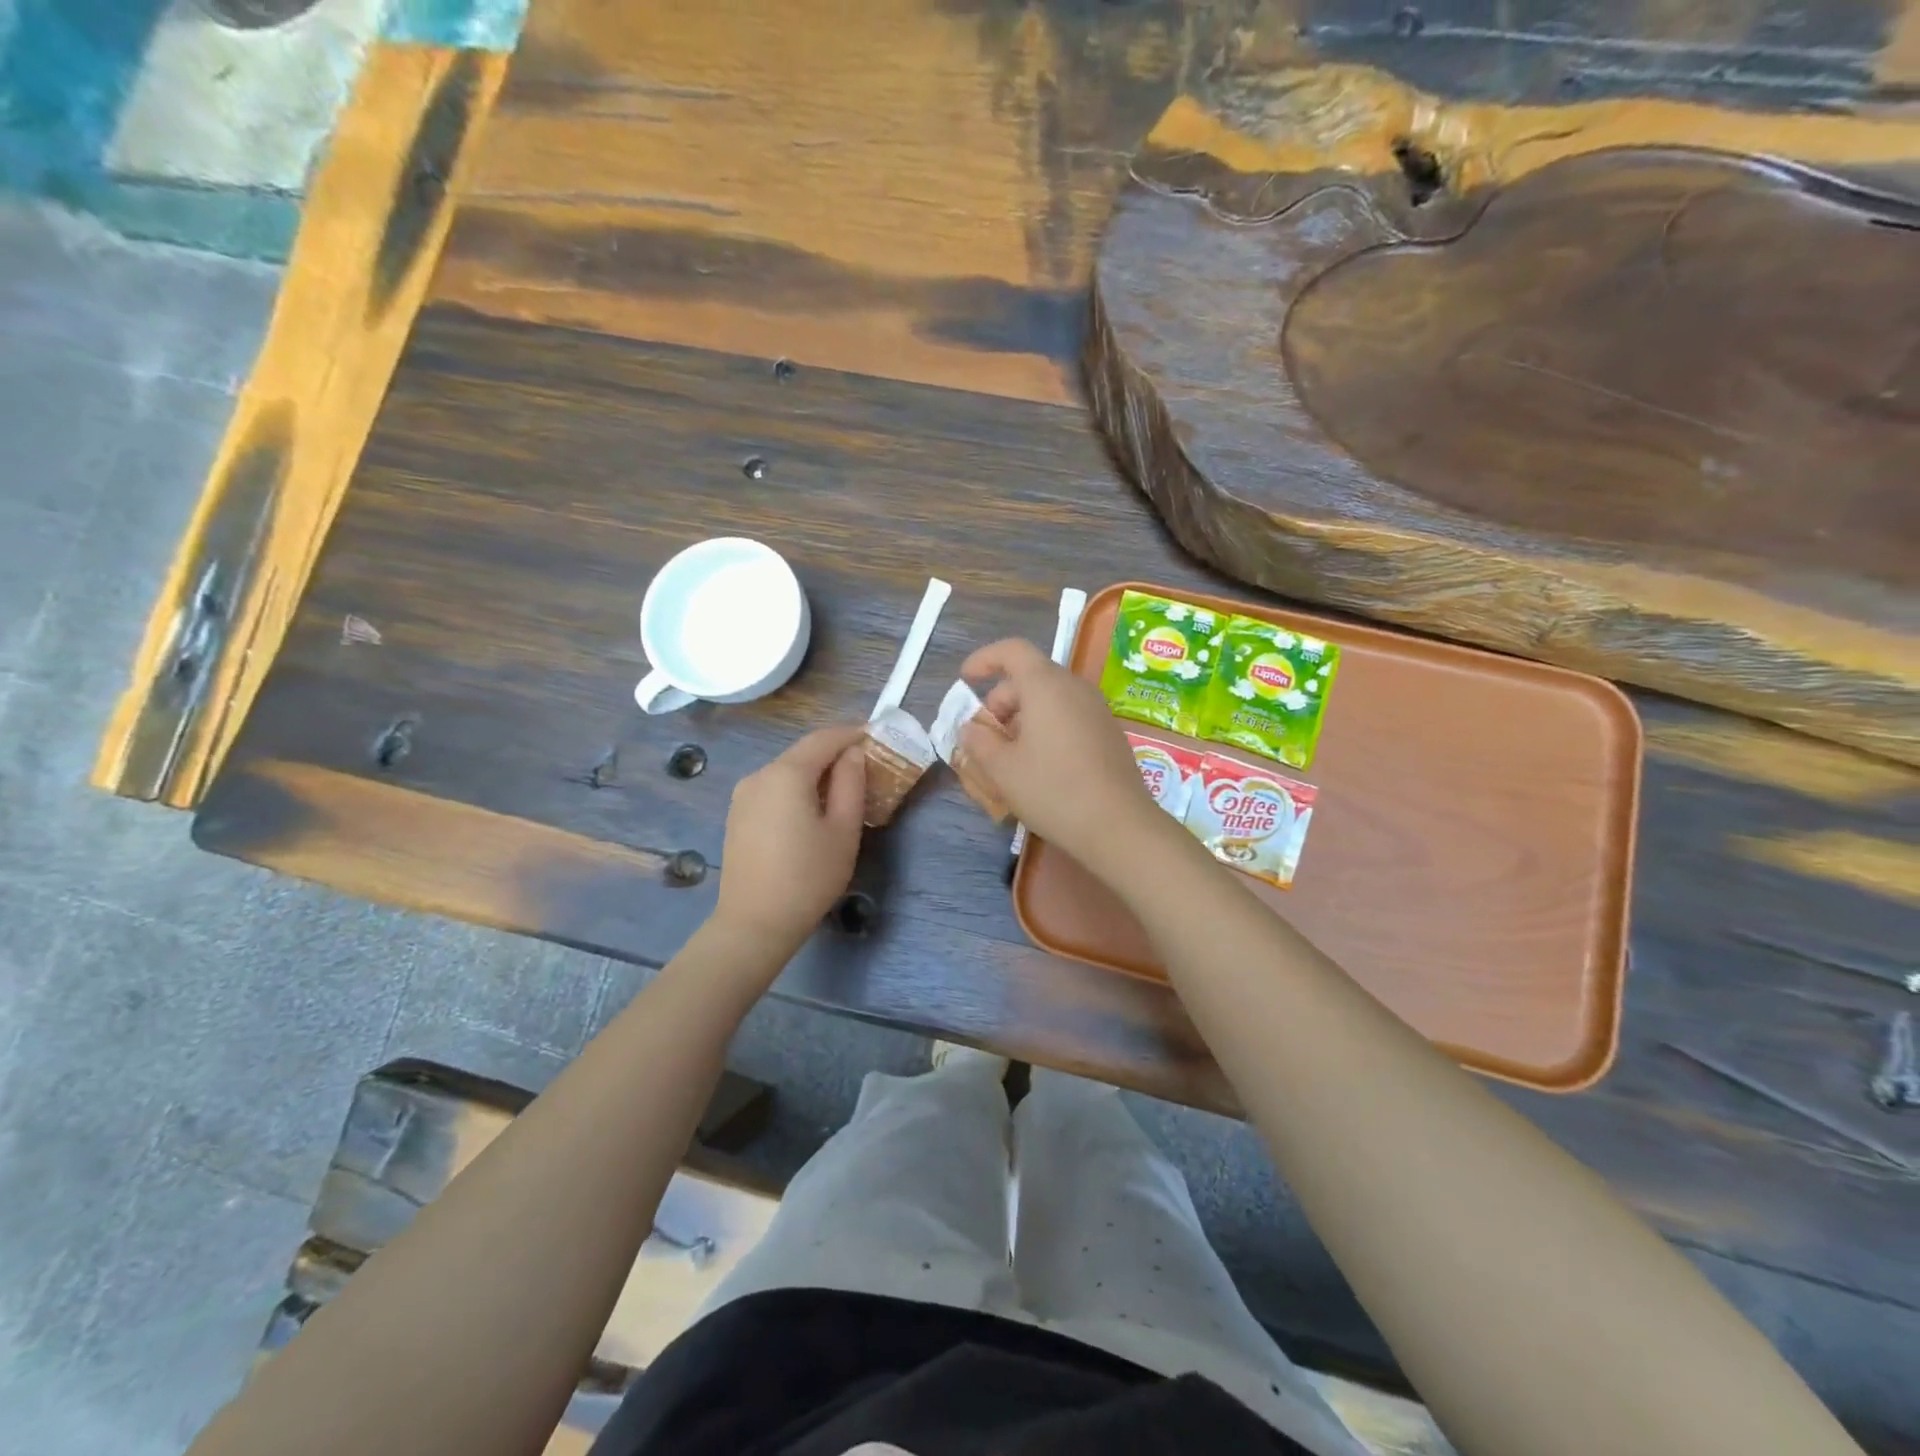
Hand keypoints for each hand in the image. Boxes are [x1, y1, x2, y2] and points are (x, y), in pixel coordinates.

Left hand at [714, 723, 867, 954]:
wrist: (754, 924)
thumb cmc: (808, 877)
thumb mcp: (843, 830)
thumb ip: (850, 784)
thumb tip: (853, 754)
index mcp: (786, 774)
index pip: (823, 739)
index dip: (851, 734)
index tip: (875, 736)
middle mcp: (759, 775)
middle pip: (802, 753)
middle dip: (834, 754)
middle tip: (865, 766)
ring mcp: (743, 796)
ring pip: (786, 772)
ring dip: (815, 773)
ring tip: (842, 790)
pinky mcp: (737, 816)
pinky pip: (772, 790)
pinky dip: (796, 789)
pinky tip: (811, 811)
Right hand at [957, 638, 1168, 870]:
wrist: (1118, 826)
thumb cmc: (1052, 789)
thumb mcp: (1002, 769)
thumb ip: (979, 741)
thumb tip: (971, 728)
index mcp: (1045, 685)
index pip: (1012, 650)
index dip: (984, 659)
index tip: (966, 680)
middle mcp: (1075, 688)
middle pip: (1030, 676)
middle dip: (1001, 700)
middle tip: (986, 736)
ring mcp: (1097, 710)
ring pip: (1051, 698)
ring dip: (1023, 717)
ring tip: (1010, 755)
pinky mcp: (1109, 733)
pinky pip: (1069, 716)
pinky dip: (1046, 728)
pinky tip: (1040, 765)